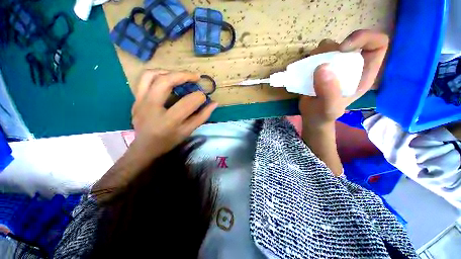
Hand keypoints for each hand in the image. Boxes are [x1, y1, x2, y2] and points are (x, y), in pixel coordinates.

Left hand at [131, 70, 217, 162]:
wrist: (145, 147)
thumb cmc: (169, 141)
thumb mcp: (188, 131)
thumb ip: (202, 116)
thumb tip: (214, 103)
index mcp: (168, 121)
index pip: (187, 103)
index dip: (199, 97)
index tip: (204, 97)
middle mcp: (151, 108)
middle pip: (165, 82)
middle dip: (183, 75)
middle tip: (196, 77)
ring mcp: (139, 102)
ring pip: (150, 75)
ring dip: (169, 72)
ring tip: (181, 76)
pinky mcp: (135, 99)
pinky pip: (144, 79)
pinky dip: (157, 75)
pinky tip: (167, 79)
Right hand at [299, 30, 388, 127]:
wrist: (311, 116)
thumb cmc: (325, 114)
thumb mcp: (330, 108)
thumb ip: (329, 92)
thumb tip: (321, 67)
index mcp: (364, 72)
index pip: (377, 44)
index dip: (364, 38)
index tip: (342, 49)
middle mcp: (351, 65)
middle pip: (348, 43)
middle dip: (331, 50)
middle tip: (318, 65)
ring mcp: (335, 65)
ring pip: (329, 46)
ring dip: (317, 55)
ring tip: (309, 72)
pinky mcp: (320, 67)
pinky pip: (315, 54)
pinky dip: (309, 60)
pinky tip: (305, 72)